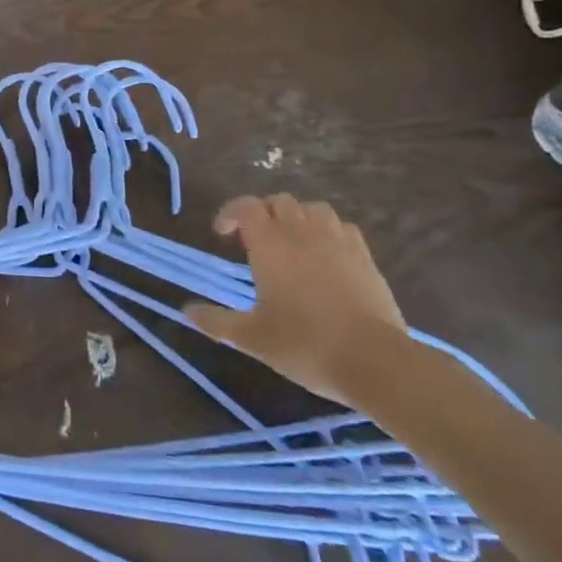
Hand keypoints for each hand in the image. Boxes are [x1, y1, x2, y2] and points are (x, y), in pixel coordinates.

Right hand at [185, 194, 408, 406]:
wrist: (374, 360)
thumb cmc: (305, 345)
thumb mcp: (253, 338)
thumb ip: (217, 322)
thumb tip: (187, 311)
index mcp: (270, 245)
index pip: (245, 207)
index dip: (230, 213)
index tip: (222, 234)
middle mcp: (301, 232)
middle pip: (278, 202)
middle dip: (262, 213)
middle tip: (254, 241)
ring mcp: (337, 241)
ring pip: (312, 208)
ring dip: (297, 217)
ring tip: (291, 241)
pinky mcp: (364, 255)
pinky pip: (342, 226)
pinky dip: (328, 231)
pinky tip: (326, 253)